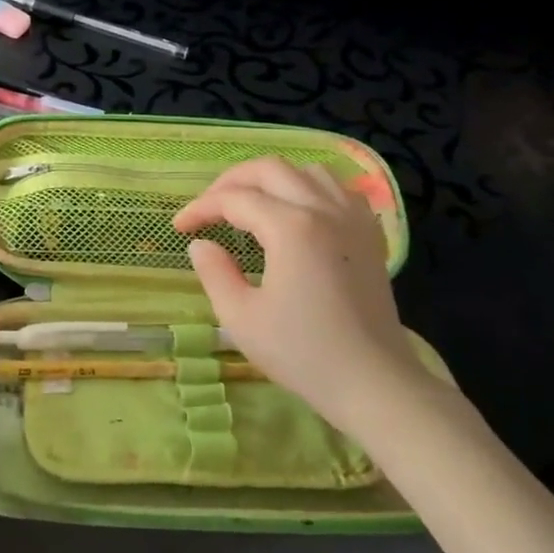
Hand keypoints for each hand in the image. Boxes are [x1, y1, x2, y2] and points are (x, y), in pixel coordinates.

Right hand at [173, 157, 419, 422]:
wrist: (373, 383)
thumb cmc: (303, 353)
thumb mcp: (241, 318)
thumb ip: (215, 272)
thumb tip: (201, 245)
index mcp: (291, 227)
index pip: (235, 199)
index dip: (201, 208)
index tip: (180, 227)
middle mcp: (324, 209)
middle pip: (270, 169)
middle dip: (231, 181)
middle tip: (209, 208)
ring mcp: (353, 219)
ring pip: (307, 171)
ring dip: (272, 179)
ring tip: (251, 204)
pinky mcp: (370, 235)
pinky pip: (339, 190)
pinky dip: (310, 189)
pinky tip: (299, 212)